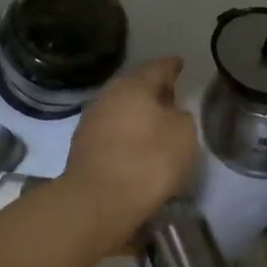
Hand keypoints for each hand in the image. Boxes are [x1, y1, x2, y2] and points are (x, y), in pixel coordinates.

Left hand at [62, 56, 199, 246]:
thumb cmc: (147, 161)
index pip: (157, 67)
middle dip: (152, 90)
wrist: (97, 202)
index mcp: (134, 86)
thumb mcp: (183, 135)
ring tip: (155, 124)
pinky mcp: (82, 148)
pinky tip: (136, 145)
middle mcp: (109, 96)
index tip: (179, 64)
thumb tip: (171, 114)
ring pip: (120, 109)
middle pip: (135, 86)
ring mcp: (91, 121)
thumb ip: (181, 117)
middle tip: (170, 96)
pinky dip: (125, 133)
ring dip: (137, 113)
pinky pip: (111, 131)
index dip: (171, 66)